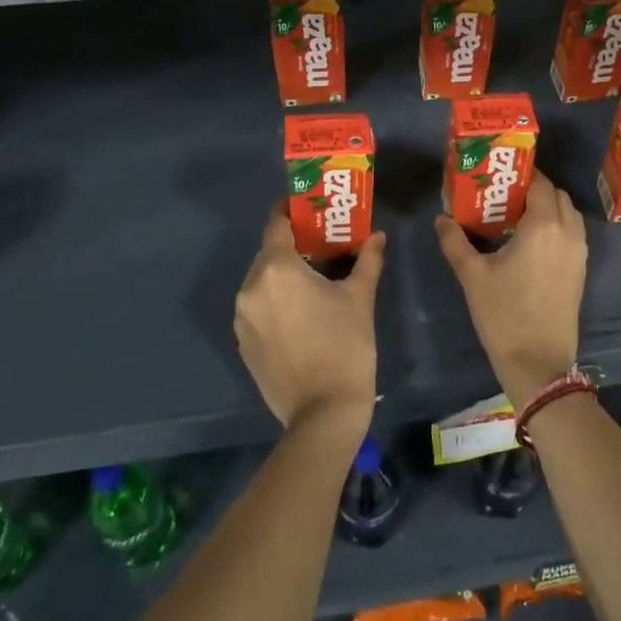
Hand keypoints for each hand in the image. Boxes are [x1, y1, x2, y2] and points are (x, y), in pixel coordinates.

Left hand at [235, 203, 383, 438]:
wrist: (323, 413)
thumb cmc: (345, 346)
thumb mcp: (360, 298)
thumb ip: (367, 260)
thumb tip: (377, 236)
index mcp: (277, 269)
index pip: (276, 224)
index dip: (290, 211)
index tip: (307, 207)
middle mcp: (251, 287)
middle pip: (268, 253)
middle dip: (292, 245)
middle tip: (320, 245)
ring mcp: (242, 318)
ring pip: (261, 281)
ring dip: (282, 275)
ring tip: (312, 282)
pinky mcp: (242, 342)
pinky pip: (257, 307)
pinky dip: (274, 301)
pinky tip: (299, 315)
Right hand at [435, 172, 586, 405]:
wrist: (539, 362)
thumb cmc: (504, 314)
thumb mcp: (473, 276)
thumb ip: (455, 242)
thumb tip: (441, 219)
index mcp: (544, 226)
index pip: (541, 183)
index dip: (523, 175)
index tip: (500, 176)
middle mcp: (568, 232)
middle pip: (558, 195)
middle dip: (536, 189)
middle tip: (506, 195)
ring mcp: (579, 252)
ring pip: (569, 214)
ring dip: (549, 207)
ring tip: (518, 216)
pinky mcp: (581, 270)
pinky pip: (572, 234)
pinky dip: (557, 226)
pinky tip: (531, 241)